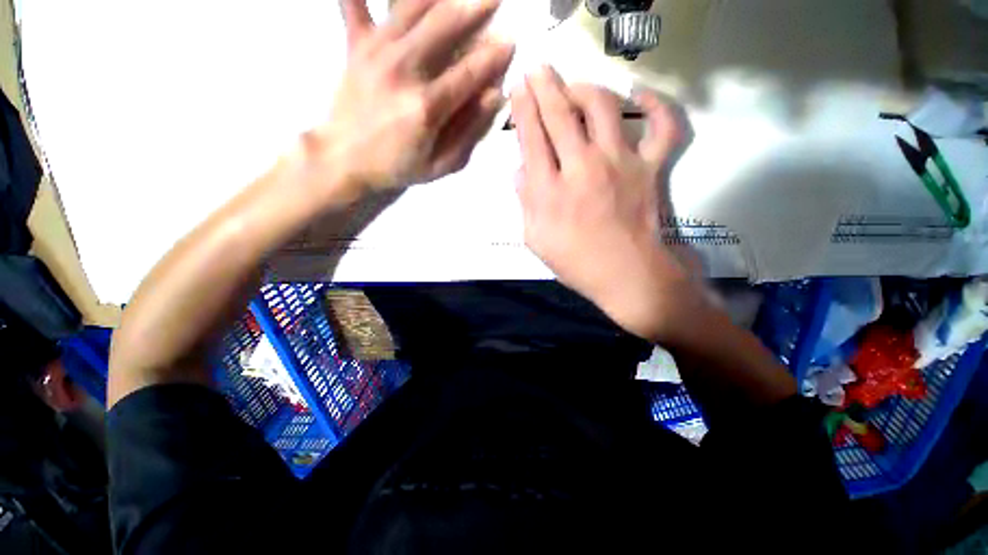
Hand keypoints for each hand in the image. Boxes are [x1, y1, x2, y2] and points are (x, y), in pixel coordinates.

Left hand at [309, 0, 513, 198]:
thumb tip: (494, 96)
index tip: (511, 42)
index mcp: (427, 107)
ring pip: (412, 5)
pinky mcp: (356, 44)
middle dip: (475, 7)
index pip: (470, 72)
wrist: (345, 159)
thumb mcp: (442, 164)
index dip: (494, 55)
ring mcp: (377, 51)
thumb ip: (469, 132)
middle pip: (444, 24)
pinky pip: (356, 2)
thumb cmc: (398, 166)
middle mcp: (403, 70)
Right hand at [512, 67, 699, 342]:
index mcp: (549, 191)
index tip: (518, 89)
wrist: (628, 277)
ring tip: (575, 85)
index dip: (522, 109)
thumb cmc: (577, 264)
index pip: (531, 137)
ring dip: (584, 88)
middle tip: (537, 69)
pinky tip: (641, 94)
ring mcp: (620, 163)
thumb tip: (520, 171)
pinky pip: (662, 126)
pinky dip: (657, 104)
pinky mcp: (650, 167)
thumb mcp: (536, 241)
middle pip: (559, 114)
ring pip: (602, 107)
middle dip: (544, 85)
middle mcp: (581, 168)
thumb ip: (525, 203)